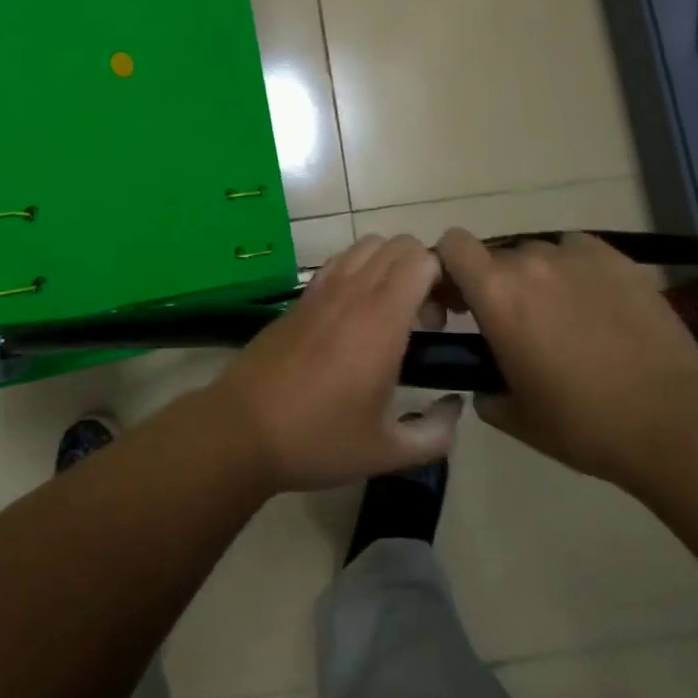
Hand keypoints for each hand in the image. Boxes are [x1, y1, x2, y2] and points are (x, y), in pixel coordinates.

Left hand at [212, 235, 461, 493]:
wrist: (242, 429)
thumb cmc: (318, 440)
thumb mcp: (387, 452)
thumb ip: (436, 433)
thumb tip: (455, 407)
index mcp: (380, 320)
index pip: (421, 260)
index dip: (445, 278)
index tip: (448, 317)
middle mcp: (352, 291)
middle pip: (399, 245)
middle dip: (423, 270)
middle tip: (426, 319)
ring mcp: (322, 289)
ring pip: (368, 245)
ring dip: (391, 266)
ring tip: (393, 314)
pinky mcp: (300, 297)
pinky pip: (340, 261)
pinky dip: (360, 270)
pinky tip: (357, 315)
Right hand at [436, 228, 697, 486]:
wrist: (674, 420)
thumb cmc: (584, 422)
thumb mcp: (517, 418)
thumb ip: (486, 393)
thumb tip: (485, 387)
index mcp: (496, 292)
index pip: (452, 244)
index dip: (450, 267)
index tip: (461, 302)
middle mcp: (531, 261)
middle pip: (498, 255)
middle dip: (499, 284)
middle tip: (517, 325)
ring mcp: (577, 255)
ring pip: (541, 253)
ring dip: (540, 278)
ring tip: (565, 318)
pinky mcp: (619, 259)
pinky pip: (581, 252)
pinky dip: (578, 271)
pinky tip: (599, 306)